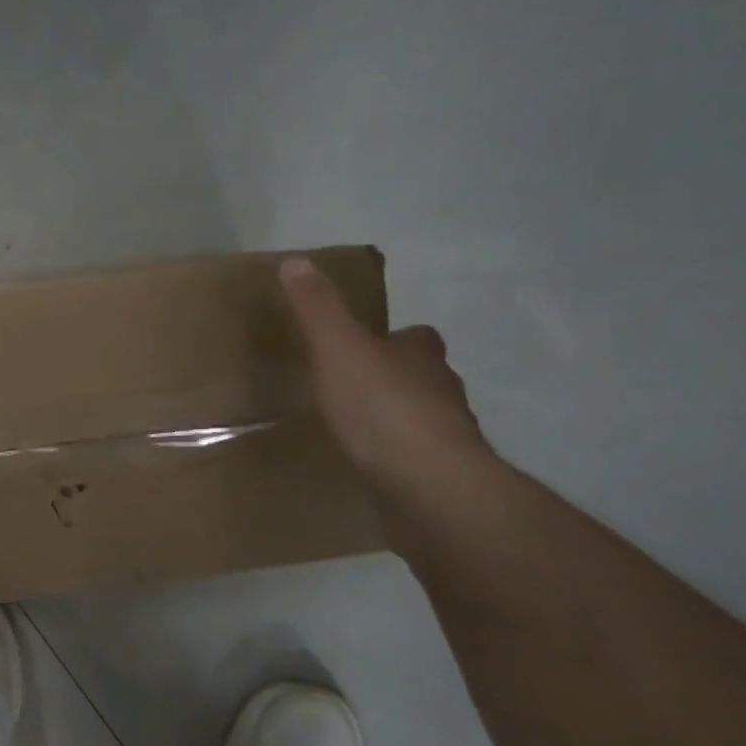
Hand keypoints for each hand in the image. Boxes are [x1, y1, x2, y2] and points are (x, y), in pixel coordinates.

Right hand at [279, 256, 490, 496]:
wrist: (427, 484)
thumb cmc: (381, 406)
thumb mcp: (337, 347)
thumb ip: (317, 308)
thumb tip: (296, 260)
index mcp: (421, 356)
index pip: (418, 337)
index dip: (398, 337)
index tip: (372, 343)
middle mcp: (443, 392)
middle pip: (424, 377)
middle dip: (398, 379)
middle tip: (357, 387)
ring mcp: (449, 440)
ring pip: (425, 421)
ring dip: (399, 422)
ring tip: (359, 430)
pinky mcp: (442, 481)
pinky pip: (417, 462)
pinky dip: (399, 461)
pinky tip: (372, 468)